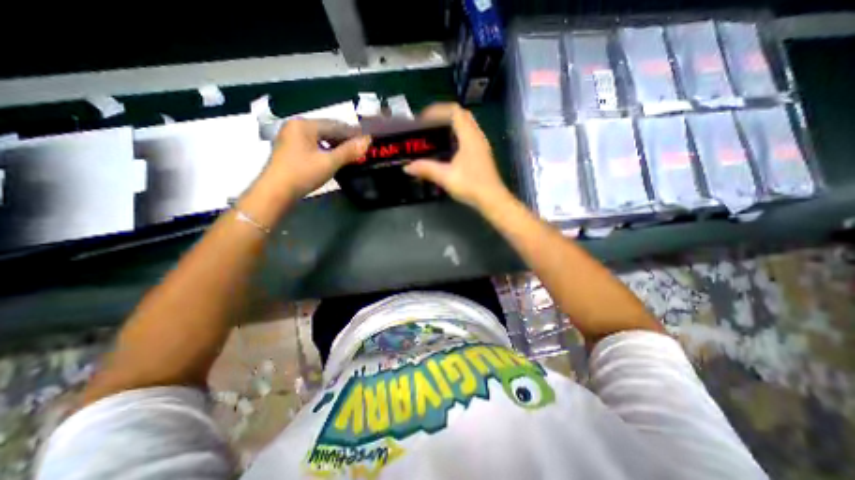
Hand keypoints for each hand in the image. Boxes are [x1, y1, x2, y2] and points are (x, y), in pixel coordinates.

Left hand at [261, 120, 367, 201]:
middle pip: (326, 129)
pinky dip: (326, 149)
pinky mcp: (290, 149)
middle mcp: (296, 126)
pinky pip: (313, 145)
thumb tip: (368, 140)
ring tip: (351, 153)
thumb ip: (349, 151)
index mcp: (304, 125)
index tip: (368, 138)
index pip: (335, 125)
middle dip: (345, 138)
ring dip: (336, 144)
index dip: (353, 132)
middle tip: (361, 147)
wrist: (276, 192)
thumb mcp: (329, 162)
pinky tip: (334, 157)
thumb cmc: (303, 174)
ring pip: (320, 138)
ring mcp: (291, 137)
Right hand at [401, 102, 505, 210]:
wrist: (492, 199)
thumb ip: (426, 169)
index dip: (437, 110)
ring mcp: (482, 145)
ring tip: (436, 134)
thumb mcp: (446, 177)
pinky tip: (448, 149)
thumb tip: (407, 167)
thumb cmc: (471, 185)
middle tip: (428, 125)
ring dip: (451, 125)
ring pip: (467, 126)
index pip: (454, 111)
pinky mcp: (482, 154)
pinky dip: (457, 135)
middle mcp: (477, 136)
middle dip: (444, 116)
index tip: (423, 119)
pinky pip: (469, 136)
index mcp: (469, 137)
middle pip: (462, 115)